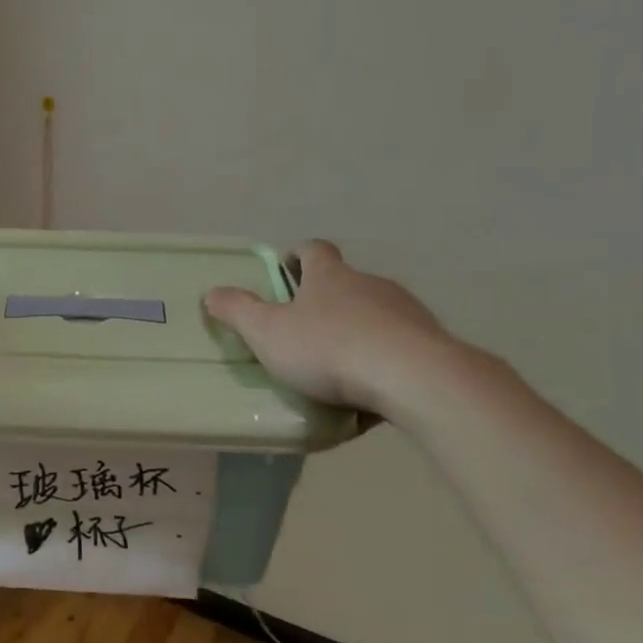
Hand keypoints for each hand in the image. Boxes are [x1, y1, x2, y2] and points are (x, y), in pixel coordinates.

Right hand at [203, 240, 459, 416]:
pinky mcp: (430, 343)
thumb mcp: (267, 332)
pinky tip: (370, 391)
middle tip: (305, 328)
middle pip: (346, 282)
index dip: (299, 256)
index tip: (287, 269)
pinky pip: (398, 347)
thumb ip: (238, 311)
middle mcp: (370, 284)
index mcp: (330, 276)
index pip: (314, 250)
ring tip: (339, 367)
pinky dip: (383, 361)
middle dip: (327, 300)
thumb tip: (212, 292)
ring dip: (357, 330)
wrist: (411, 378)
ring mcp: (405, 312)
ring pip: (376, 314)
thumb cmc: (328, 348)